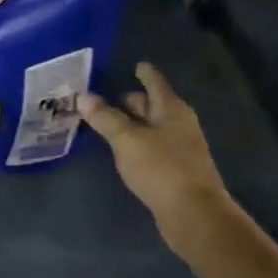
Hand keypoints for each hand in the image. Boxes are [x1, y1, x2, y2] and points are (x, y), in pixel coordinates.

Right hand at [78, 63, 233, 249]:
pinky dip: (137, 143)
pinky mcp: (176, 170)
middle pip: (153, 105)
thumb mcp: (127, 140)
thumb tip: (83, 96)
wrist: (194, 213)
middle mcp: (179, 124)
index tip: (137, 64)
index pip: (155, 82)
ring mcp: (180, 148)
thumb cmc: (161, 169)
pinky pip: (153, 147)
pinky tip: (123, 151)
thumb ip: (105, 118)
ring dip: (132, 124)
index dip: (145, 73)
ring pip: (152, 128)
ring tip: (107, 124)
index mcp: (171, 109)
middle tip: (105, 98)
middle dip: (132, 101)